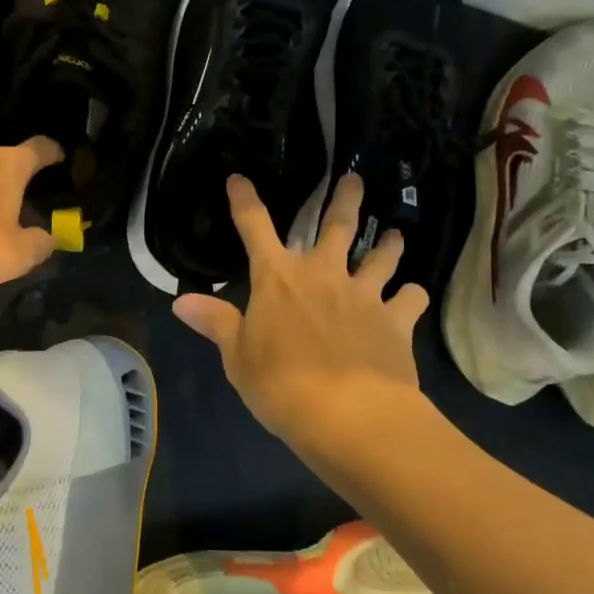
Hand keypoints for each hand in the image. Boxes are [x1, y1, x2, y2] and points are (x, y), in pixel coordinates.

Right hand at [175, 174, 427, 440]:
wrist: (349, 414)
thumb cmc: (282, 385)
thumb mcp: (238, 357)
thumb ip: (216, 323)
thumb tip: (181, 301)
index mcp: (278, 278)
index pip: (254, 226)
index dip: (243, 199)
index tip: (239, 178)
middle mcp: (323, 274)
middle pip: (338, 225)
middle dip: (345, 198)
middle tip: (355, 178)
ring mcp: (363, 294)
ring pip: (382, 256)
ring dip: (388, 243)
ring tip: (395, 234)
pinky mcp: (396, 320)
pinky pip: (411, 299)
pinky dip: (412, 296)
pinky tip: (412, 297)